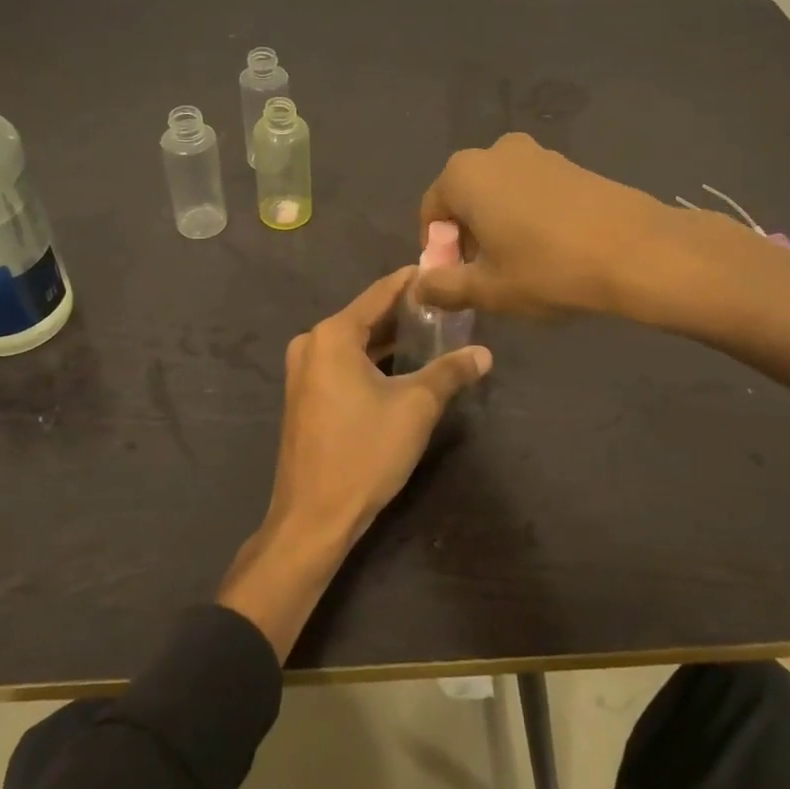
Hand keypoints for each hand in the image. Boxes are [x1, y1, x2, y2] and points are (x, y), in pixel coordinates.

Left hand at [267, 265, 491, 546]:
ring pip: (355, 342)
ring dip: (391, 339)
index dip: (412, 281)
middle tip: (448, 304)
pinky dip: (373, 360)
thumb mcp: (416, 407)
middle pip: (367, 316)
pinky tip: (404, 365)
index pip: (380, 292)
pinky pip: (344, 363)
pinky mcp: (305, 395)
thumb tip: (484, 354)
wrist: (313, 518)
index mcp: (333, 335)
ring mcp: (304, 371)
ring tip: (434, 332)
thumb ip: (450, 372)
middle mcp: (312, 344)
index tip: (443, 270)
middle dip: (406, 312)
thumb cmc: (364, 453)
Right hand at [416, 132, 682, 317]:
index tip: (456, 280)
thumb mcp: (488, 289)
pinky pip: (531, 190)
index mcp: (464, 174)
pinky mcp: (569, 163)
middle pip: (465, 197)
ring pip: (499, 193)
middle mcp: (495, 152)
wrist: (636, 250)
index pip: (432, 211)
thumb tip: (419, 287)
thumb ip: (444, 287)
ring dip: (498, 225)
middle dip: (468, 235)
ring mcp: (537, 153)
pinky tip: (551, 248)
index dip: (438, 249)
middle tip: (486, 274)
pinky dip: (528, 215)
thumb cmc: (548, 269)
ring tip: (520, 264)